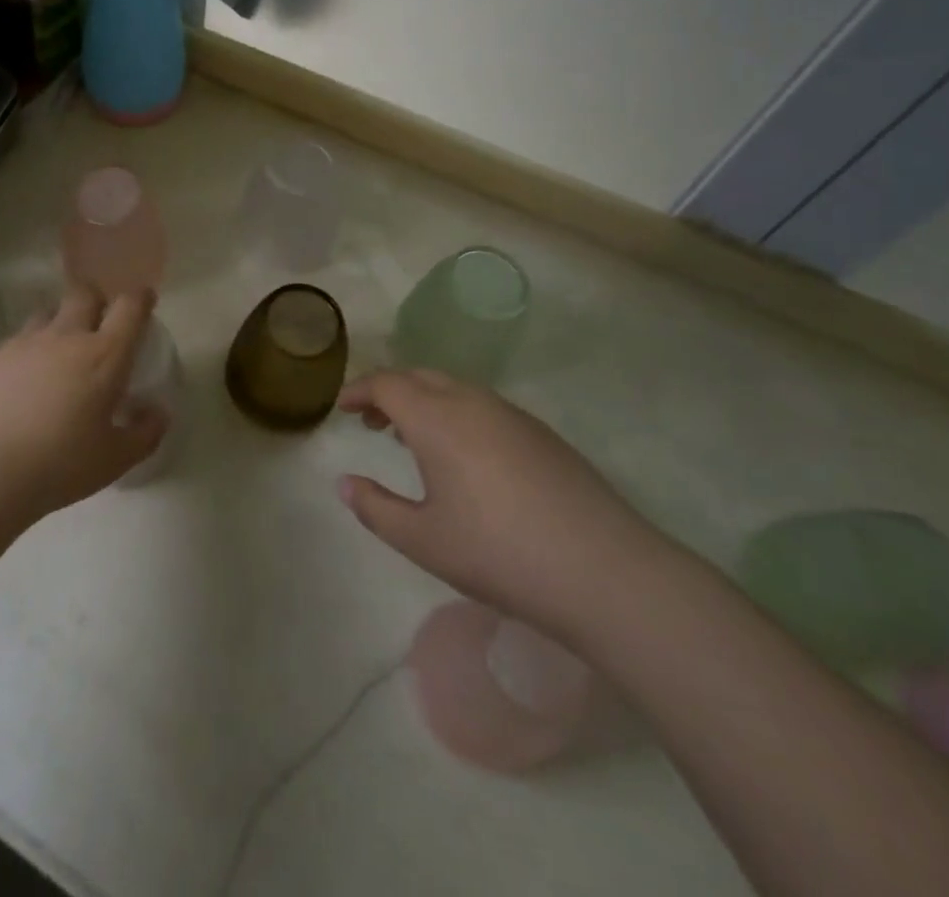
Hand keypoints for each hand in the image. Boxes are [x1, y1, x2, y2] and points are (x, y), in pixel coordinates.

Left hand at [0, 284, 163, 521]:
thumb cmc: (61, 464)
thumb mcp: (116, 459)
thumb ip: (145, 433)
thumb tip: (157, 412)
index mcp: (104, 355)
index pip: (129, 307)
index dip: (140, 298)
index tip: (144, 302)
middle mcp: (66, 336)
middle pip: (84, 294)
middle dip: (96, 300)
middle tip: (99, 323)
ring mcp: (24, 342)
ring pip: (47, 313)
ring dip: (59, 323)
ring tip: (58, 352)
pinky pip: (15, 342)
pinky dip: (25, 353)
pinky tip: (20, 382)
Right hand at [337, 369, 662, 640]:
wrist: (605, 572)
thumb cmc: (499, 553)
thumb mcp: (423, 541)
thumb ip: (375, 508)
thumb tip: (345, 484)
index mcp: (436, 418)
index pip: (387, 383)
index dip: (359, 390)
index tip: (342, 408)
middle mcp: (472, 402)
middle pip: (419, 376)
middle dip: (389, 391)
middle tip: (371, 421)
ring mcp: (512, 414)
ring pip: (453, 388)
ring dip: (423, 401)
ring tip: (411, 437)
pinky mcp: (541, 434)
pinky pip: (482, 405)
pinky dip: (455, 413)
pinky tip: (462, 455)